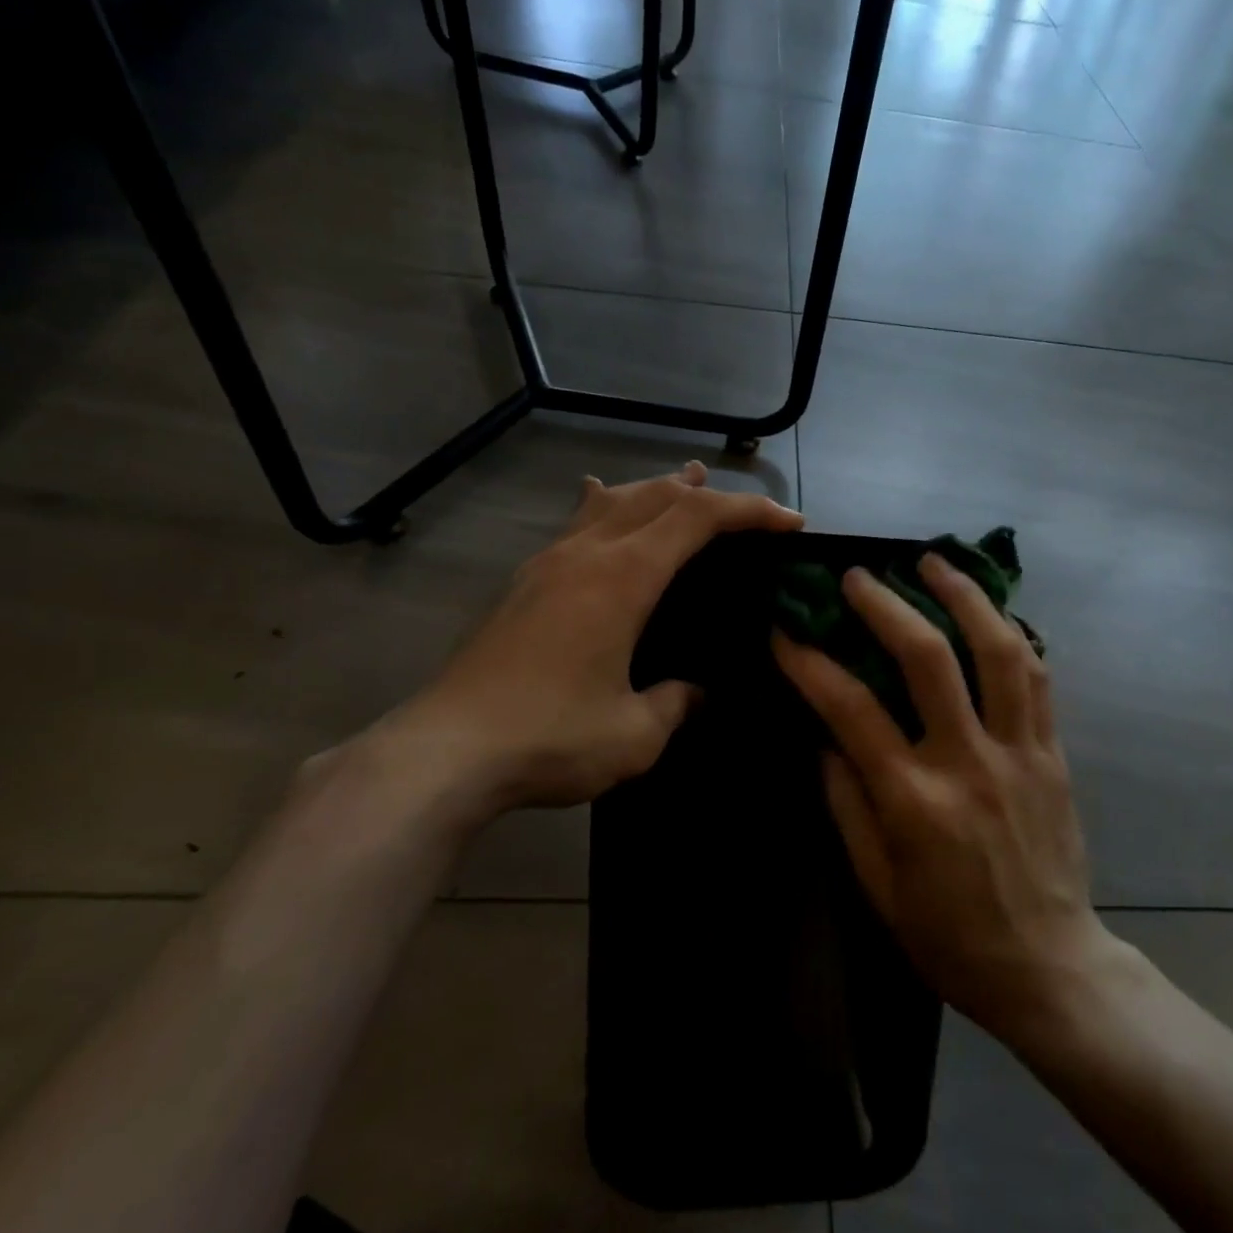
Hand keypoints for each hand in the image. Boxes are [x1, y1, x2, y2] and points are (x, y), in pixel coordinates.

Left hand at [377, 463, 801, 828]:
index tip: (788, 522)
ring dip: (657, 489)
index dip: (749, 511)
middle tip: (747, 509)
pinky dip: (608, 507)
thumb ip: (676, 704)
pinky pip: (576, 523)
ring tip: (684, 480)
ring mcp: (548, 564)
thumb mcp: (634, 734)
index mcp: (623, 578)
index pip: (697, 518)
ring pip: (612, 501)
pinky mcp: (523, 584)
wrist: (444, 752)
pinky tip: (601, 505)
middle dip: (708, 494)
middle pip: (656, 496)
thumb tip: (694, 693)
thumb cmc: (549, 738)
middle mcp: (586, 554)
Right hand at [773, 555, 1117, 1045]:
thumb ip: (847, 804)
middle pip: (929, 659)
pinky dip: (1014, 635)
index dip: (809, 662)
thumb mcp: (876, 885)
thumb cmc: (949, 937)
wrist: (1050, 969)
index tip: (783, 630)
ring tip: (936, 561)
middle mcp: (969, 763)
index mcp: (913, 801)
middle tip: (858, 576)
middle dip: (887, 606)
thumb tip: (826, 738)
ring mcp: (1019, 753)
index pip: (851, 709)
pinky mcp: (1053, 755)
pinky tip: (992, 611)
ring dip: (965, 597)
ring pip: (999, 652)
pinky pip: (1038, 679)